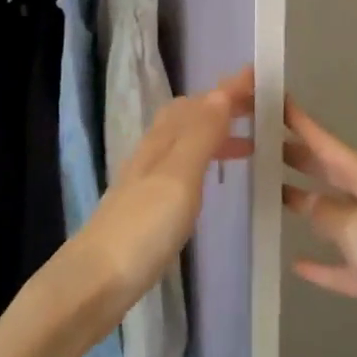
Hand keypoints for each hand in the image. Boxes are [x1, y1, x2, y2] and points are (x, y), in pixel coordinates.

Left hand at [72, 68, 255, 315]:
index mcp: (163, 141)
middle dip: (223, 106)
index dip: (228, 88)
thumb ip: (200, 135)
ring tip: (251, 144)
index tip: (259, 75)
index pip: (199, 102)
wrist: (95, 282)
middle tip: (261, 109)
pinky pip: (183, 168)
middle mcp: (153, 153)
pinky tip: (213, 180)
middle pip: (189, 117)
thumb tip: (221, 91)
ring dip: (217, 133)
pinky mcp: (148, 207)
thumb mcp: (178, 176)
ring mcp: (148, 181)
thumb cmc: (143, 228)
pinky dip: (206, 160)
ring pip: (186, 142)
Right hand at [284, 99, 356, 356]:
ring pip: (332, 215)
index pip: (328, 144)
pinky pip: (342, 265)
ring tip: (268, 192)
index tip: (276, 100)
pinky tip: (297, 264)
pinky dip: (321, 264)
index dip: (301, 123)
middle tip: (259, 142)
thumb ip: (325, 212)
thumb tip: (304, 201)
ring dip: (304, 204)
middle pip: (329, 173)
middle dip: (298, 157)